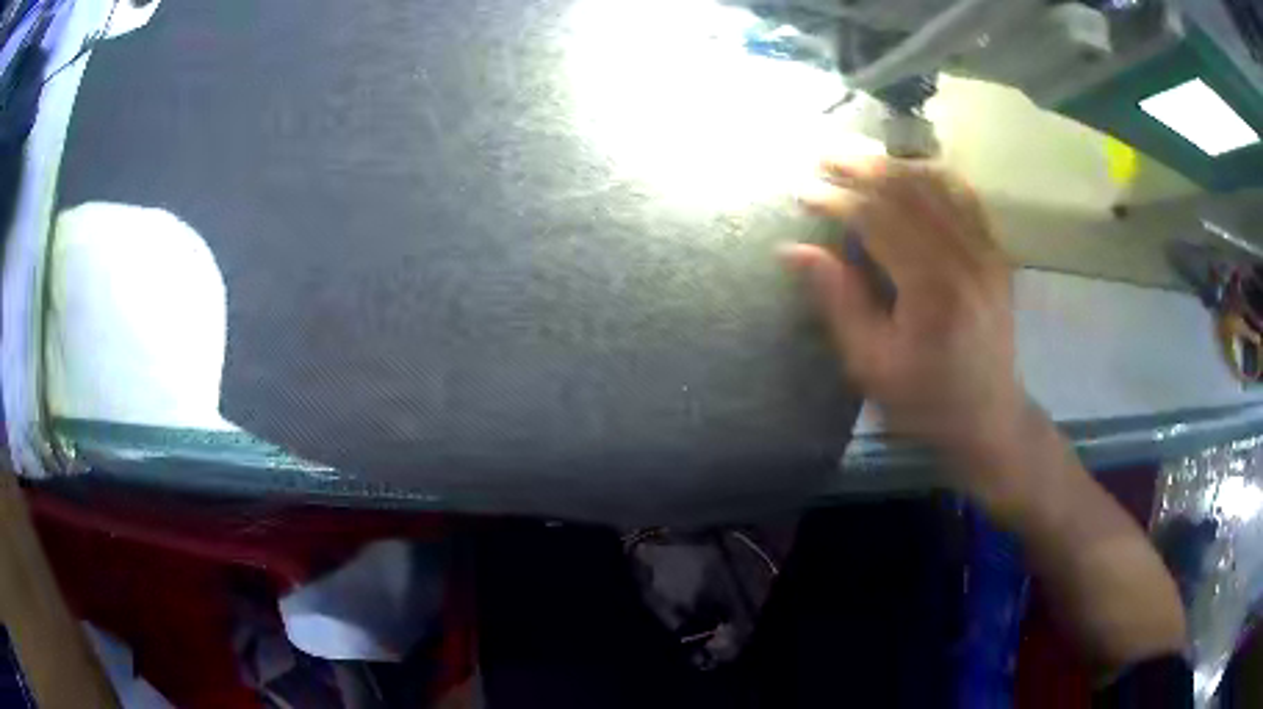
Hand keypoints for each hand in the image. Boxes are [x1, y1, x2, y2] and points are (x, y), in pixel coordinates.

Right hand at [783, 156, 1024, 502]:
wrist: (991, 418)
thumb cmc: (926, 403)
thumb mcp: (872, 366)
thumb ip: (837, 302)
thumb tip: (793, 251)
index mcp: (932, 290)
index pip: (877, 220)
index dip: (836, 199)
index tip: (801, 190)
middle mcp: (965, 259)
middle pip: (908, 191)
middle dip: (861, 168)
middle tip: (823, 155)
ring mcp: (987, 252)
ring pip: (938, 185)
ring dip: (895, 164)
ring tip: (860, 157)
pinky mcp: (997, 254)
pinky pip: (967, 198)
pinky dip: (936, 176)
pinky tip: (913, 169)